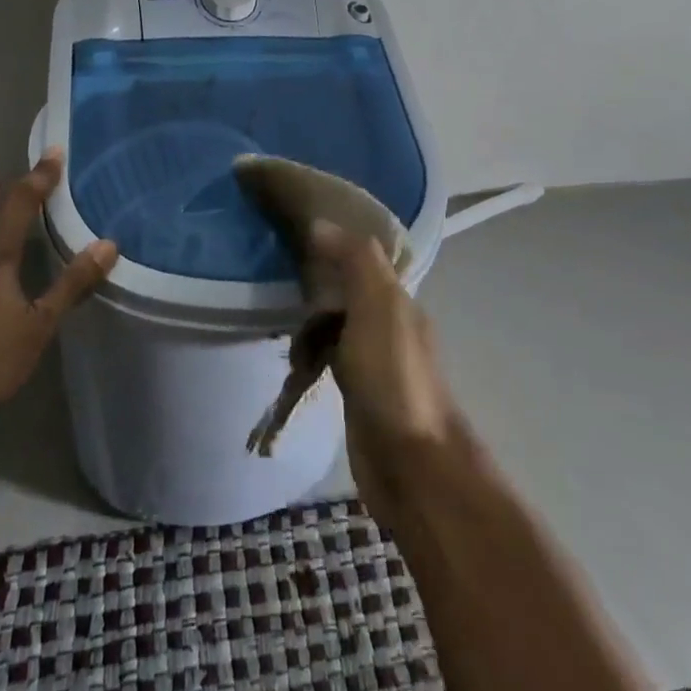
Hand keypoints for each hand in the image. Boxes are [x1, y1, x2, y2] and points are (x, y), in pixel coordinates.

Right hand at [310, 219, 462, 526]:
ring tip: (284, 335)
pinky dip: (310, 357)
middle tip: (280, 288)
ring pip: (334, 326)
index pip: (362, 257)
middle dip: (315, 288)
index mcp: (398, 300)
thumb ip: (354, 260)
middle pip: (345, 291)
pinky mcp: (358, 394)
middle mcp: (389, 324)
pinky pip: (328, 359)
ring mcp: (374, 361)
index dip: (333, 244)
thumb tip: (320, 225)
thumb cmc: (393, 377)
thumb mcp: (377, 305)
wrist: (410, 465)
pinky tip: (294, 366)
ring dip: (309, 328)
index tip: (295, 235)